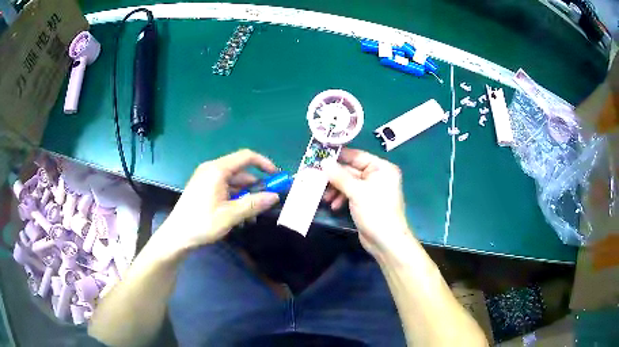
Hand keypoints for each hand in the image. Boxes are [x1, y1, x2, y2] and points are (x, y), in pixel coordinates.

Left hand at [159, 149, 279, 251]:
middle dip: (256, 185)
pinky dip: (235, 198)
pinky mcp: (204, 189)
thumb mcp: (230, 215)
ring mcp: (206, 179)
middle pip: (240, 171)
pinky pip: (225, 188)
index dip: (264, 164)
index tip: (277, 177)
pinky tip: (240, 215)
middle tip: (267, 202)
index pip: (246, 157)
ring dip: (246, 195)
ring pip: (234, 182)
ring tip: (253, 215)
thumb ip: (253, 204)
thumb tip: (275, 196)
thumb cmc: (201, 223)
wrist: (176, 236)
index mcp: (217, 170)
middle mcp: (212, 170)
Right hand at [322, 148, 410, 256]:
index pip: (356, 156)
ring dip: (336, 189)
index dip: (338, 156)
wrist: (385, 241)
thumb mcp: (357, 191)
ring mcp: (371, 189)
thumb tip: (323, 162)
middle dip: (334, 176)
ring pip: (348, 183)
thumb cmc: (375, 211)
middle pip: (351, 170)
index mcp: (381, 168)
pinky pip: (350, 193)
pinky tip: (333, 205)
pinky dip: (341, 197)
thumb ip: (339, 176)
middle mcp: (377, 175)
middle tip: (316, 177)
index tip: (319, 155)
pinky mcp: (365, 201)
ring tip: (324, 197)